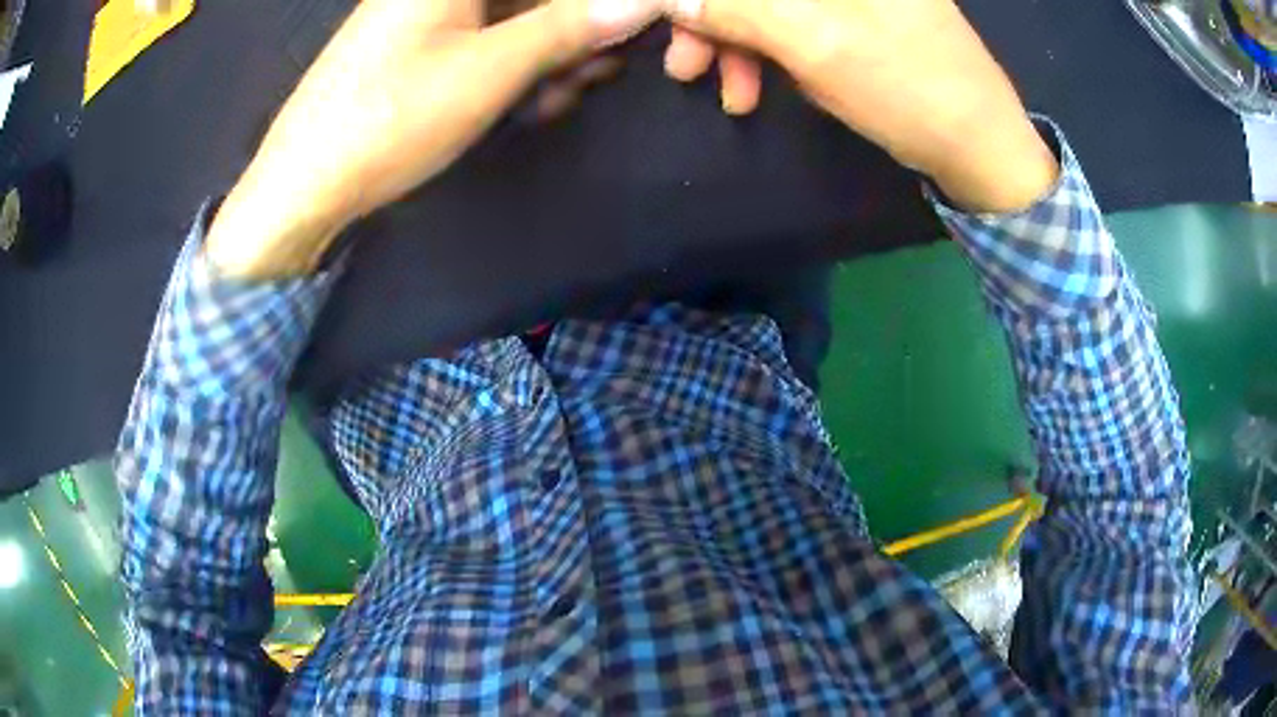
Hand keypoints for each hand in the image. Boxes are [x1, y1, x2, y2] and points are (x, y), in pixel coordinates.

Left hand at [206, 0, 661, 278]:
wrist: (302, 186)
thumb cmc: (388, 120)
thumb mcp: (489, 70)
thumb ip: (569, 27)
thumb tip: (643, 2)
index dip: (597, 6)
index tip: (632, 32)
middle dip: (578, 29)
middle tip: (599, 72)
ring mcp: (430, 13)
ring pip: (518, 17)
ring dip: (553, 53)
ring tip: (559, 97)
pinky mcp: (421, 44)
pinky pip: (489, 39)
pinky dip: (518, 66)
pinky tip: (528, 100)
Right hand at [670, 0, 1058, 211]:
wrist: (981, 148)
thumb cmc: (908, 89)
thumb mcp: (815, 44)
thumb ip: (737, 9)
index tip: (669, 20)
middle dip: (713, 17)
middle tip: (685, 65)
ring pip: (768, 2)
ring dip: (734, 40)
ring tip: (724, 91)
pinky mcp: (854, 14)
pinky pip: (791, 20)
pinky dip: (765, 50)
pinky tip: (756, 86)